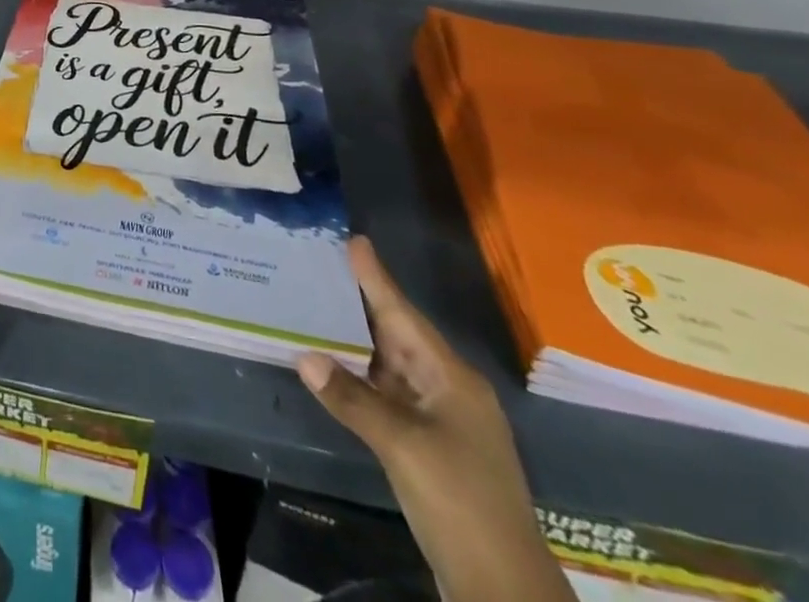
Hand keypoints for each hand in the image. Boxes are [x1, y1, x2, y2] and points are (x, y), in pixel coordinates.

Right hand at [298, 237, 572, 601]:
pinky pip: (389, 396)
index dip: (377, 279)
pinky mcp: (430, 448)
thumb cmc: (459, 500)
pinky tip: (336, 368)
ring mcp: (441, 421)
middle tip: (325, 266)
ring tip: (320, 307)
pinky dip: (361, 378)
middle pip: (399, 336)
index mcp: (452, 379)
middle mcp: (448, 391)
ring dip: (358, 342)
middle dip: (363, 303)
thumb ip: (352, 399)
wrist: (503, 589)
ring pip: (392, 367)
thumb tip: (304, 356)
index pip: (404, 316)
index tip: (355, 241)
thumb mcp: (403, 446)